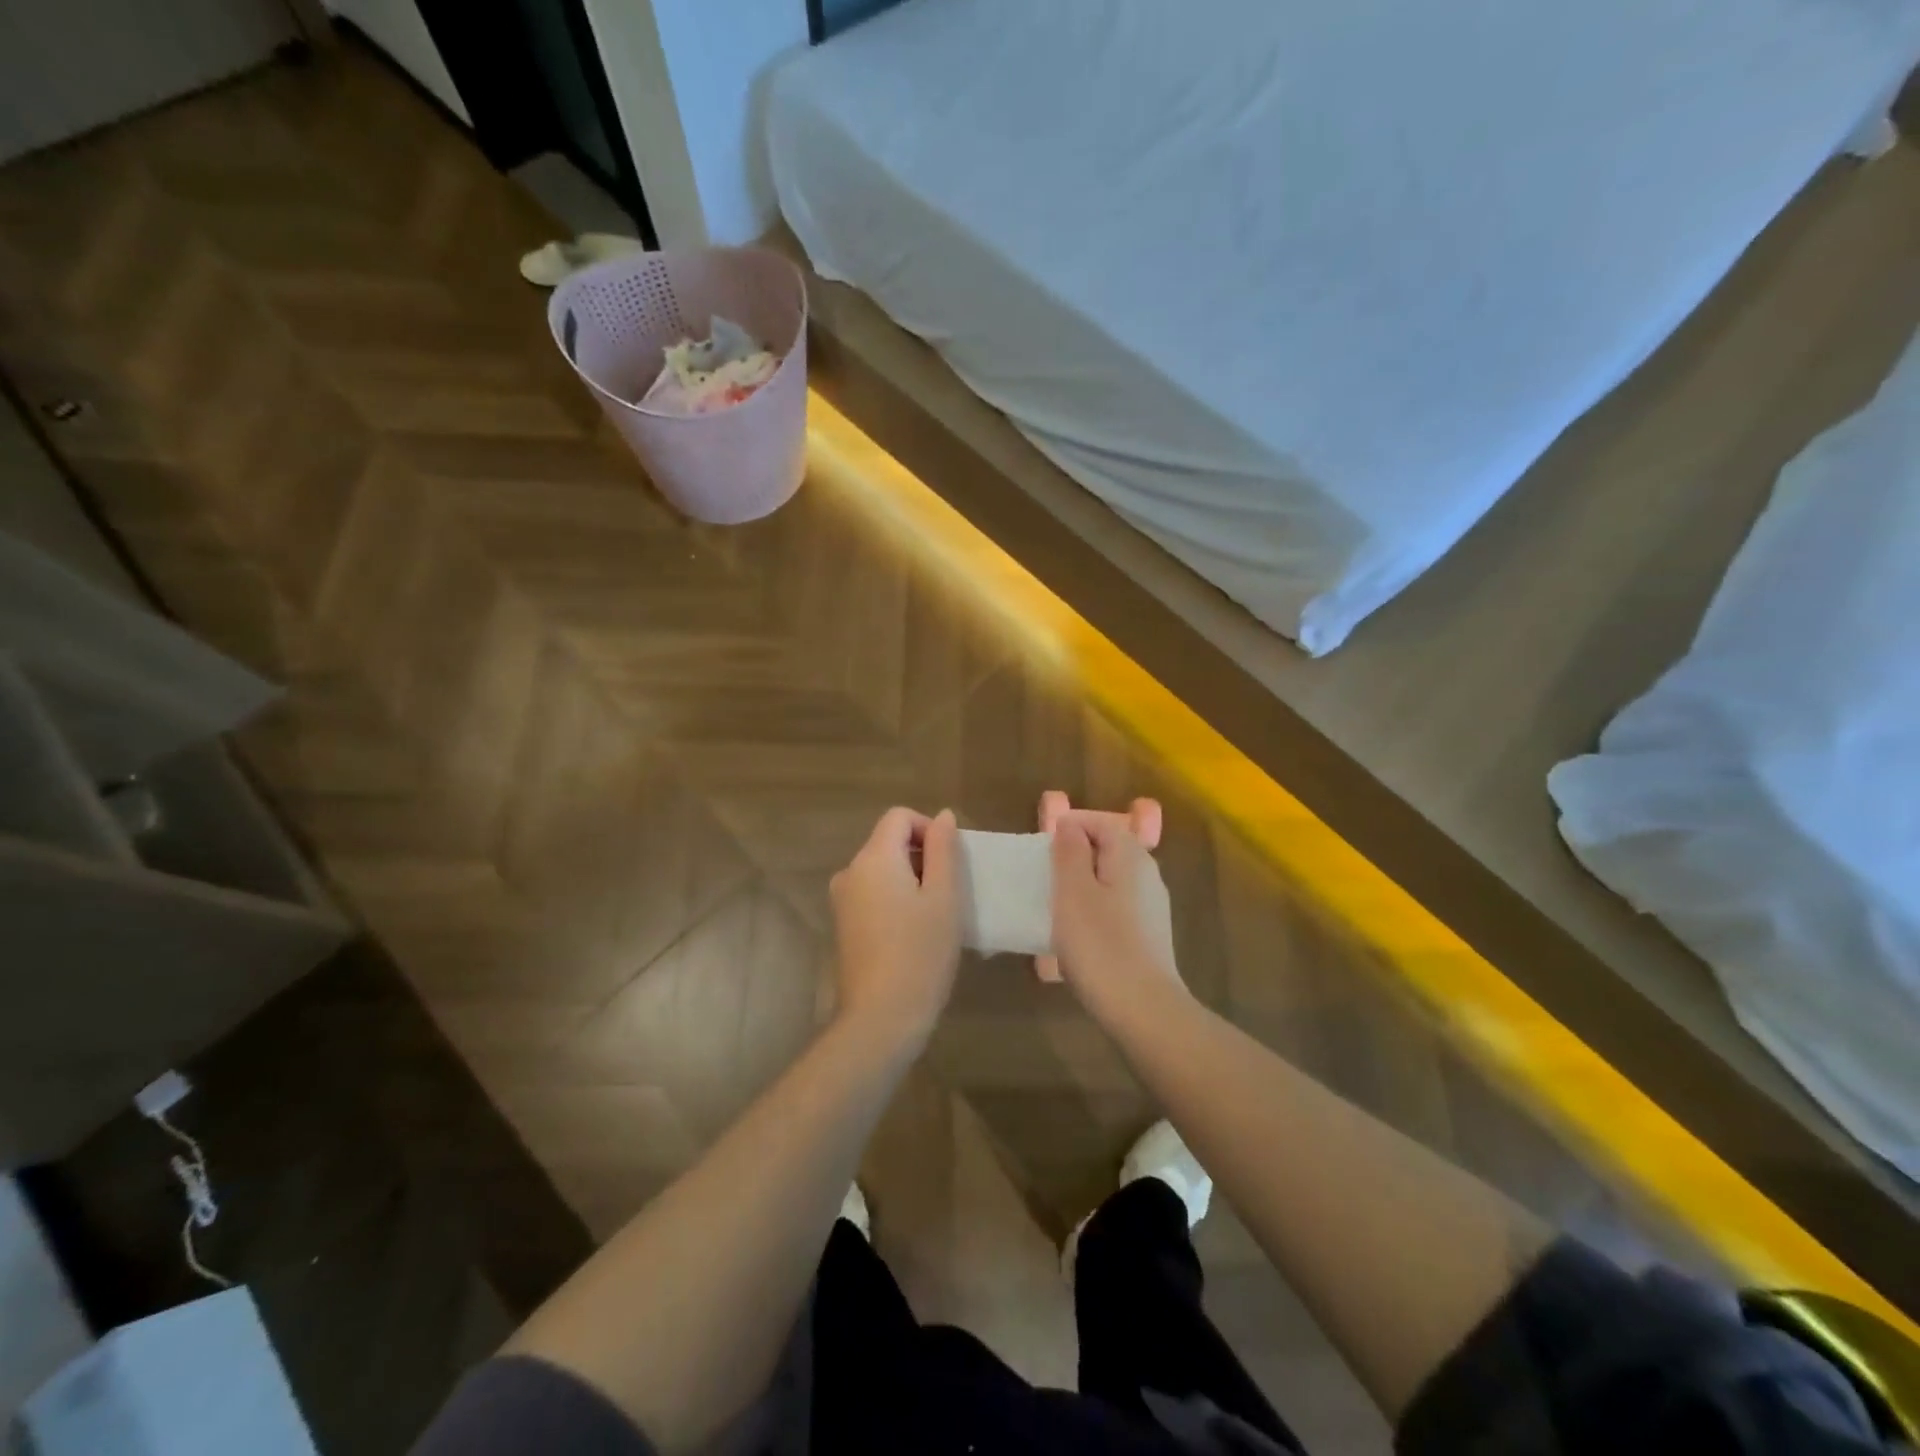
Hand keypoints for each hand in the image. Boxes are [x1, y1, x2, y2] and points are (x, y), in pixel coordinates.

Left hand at [830, 807, 961, 1044]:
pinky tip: (914, 933)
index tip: (950, 862)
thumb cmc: (920, 952)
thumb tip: (943, 816)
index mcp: (873, 857)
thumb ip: (944, 849)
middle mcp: (850, 871)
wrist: (881, 1017)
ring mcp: (842, 900)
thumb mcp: (944, 896)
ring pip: (882, 870)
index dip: (929, 828)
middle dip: (922, 856)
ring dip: (910, 880)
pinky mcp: (843, 925)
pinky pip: (872, 894)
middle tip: (949, 893)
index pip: (899, 816)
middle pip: (888, 842)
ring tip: (935, 915)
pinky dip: (895, 899)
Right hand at [1050, 815, 1184, 1015]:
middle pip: (1107, 850)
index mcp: (1131, 856)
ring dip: (1081, 888)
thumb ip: (1070, 852)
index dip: (1070, 828)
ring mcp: (1151, 907)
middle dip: (1073, 859)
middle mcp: (1147, 874)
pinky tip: (1076, 938)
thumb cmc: (1100, 944)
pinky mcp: (1149, 935)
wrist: (1142, 1009)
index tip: (1042, 851)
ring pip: (1110, 881)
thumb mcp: (1073, 892)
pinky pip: (1115, 908)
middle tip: (1044, 879)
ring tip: (1053, 909)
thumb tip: (1069, 825)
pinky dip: (1093, 912)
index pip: (1100, 822)